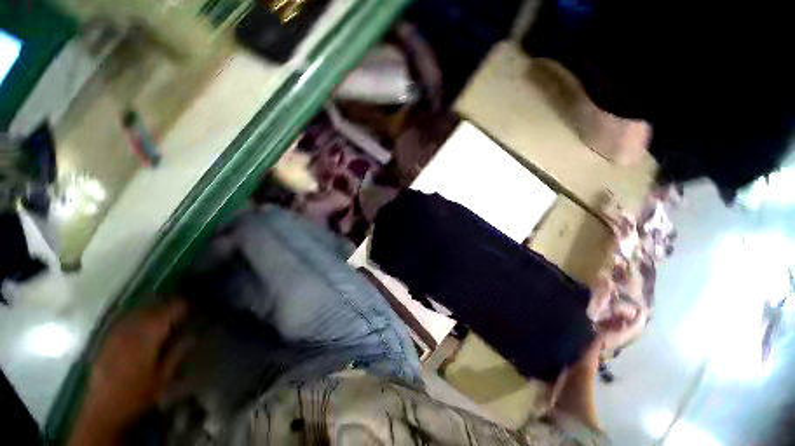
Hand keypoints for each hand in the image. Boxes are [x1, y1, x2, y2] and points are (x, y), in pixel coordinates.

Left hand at [69, 300, 190, 444]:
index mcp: (147, 337)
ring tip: (166, 313)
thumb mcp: (163, 377)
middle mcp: (130, 330)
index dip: (184, 305)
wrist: (104, 409)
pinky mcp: (107, 338)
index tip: (196, 306)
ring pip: (138, 310)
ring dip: (154, 308)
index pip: (169, 311)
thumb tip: (193, 333)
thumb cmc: (138, 394)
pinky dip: (138, 316)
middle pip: (153, 307)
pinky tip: (143, 322)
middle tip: (184, 309)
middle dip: (170, 305)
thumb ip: (178, 352)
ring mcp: (116, 333)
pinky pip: (126, 318)